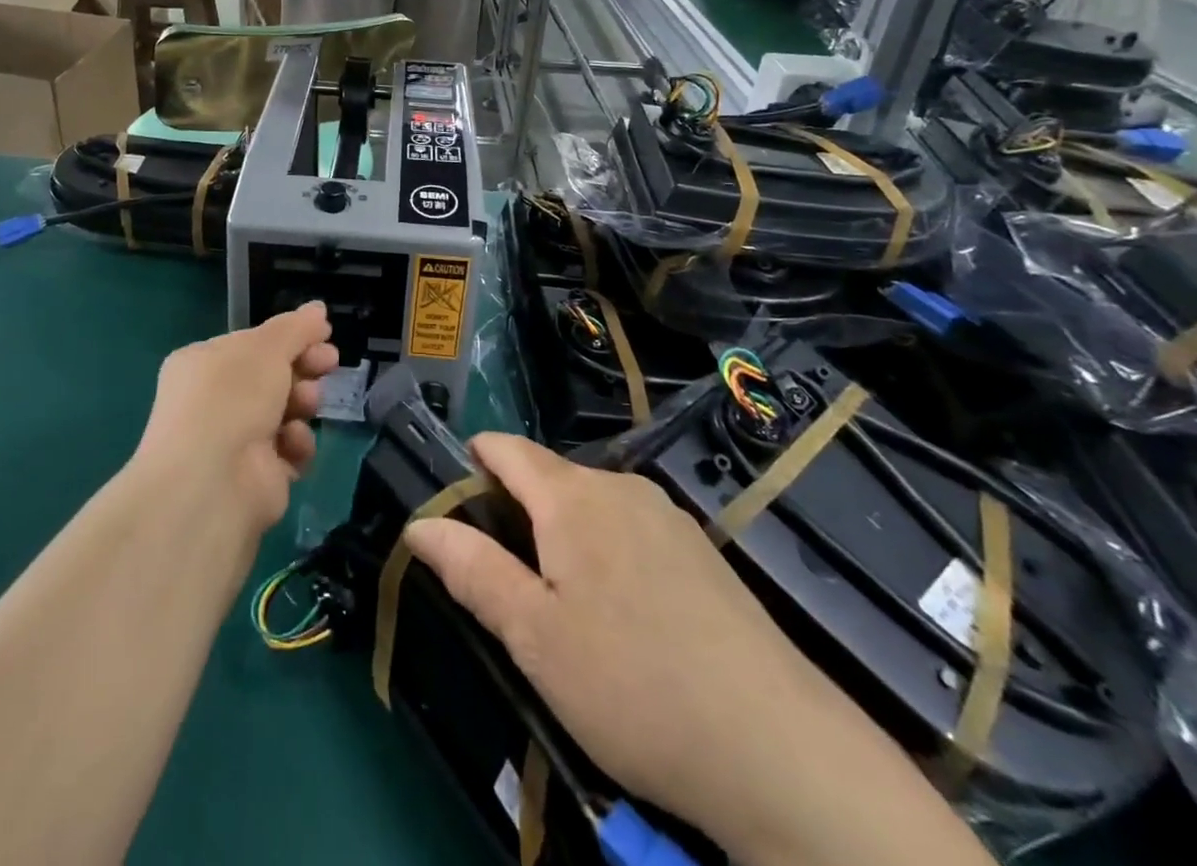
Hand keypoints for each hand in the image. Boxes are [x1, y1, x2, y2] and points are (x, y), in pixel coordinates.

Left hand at [136, 303, 338, 533]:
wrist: (213, 483)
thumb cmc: (232, 398)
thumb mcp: (266, 348)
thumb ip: (296, 328)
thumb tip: (318, 308)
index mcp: (204, 364)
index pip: (253, 344)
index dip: (290, 338)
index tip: (324, 335)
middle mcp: (214, 401)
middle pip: (272, 377)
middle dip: (303, 368)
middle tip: (329, 363)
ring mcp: (234, 441)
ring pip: (285, 411)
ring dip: (302, 404)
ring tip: (307, 404)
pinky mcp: (256, 476)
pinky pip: (288, 449)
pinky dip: (297, 444)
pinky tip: (294, 442)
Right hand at [405, 434, 976, 865]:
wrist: (776, 747)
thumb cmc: (631, 684)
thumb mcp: (533, 636)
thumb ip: (472, 570)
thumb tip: (419, 523)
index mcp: (571, 497)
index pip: (508, 448)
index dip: (475, 459)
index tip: (455, 493)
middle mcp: (620, 487)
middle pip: (550, 476)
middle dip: (517, 508)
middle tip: (503, 575)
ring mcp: (668, 517)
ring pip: (593, 504)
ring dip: (563, 532)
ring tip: (559, 600)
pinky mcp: (702, 552)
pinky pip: (632, 529)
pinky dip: (606, 550)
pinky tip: (622, 615)